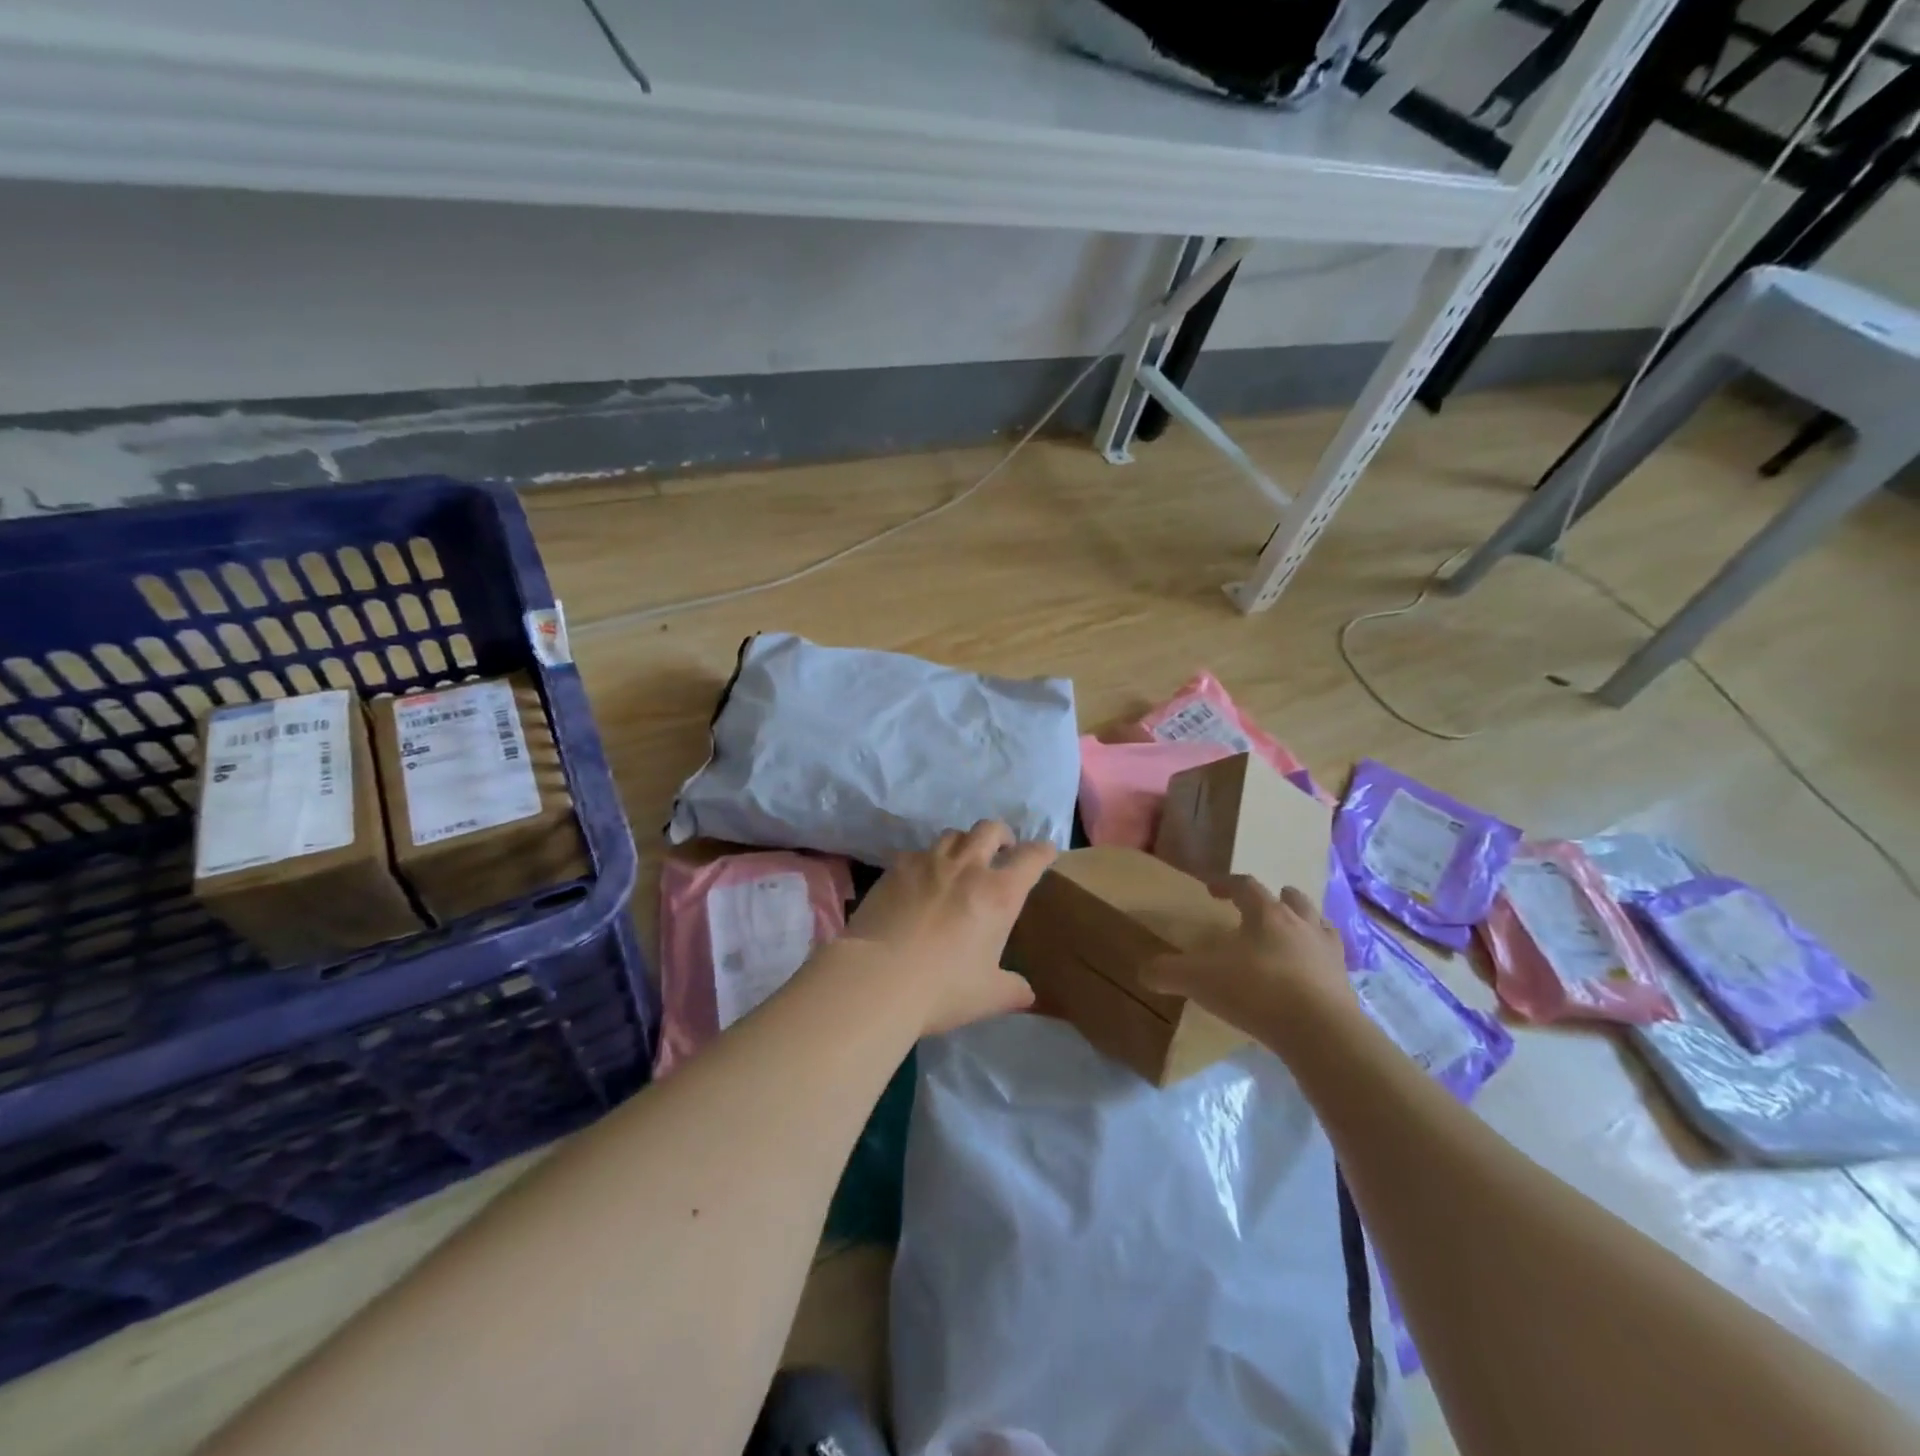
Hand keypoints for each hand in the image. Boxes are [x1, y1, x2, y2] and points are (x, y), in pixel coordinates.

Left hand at [842, 821, 1057, 1036]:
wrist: (878, 978)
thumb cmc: (942, 988)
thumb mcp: (987, 996)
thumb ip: (1012, 989)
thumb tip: (1027, 993)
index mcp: (999, 894)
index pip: (1031, 857)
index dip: (1043, 852)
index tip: (1046, 852)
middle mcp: (968, 867)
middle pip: (990, 829)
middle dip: (1001, 835)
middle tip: (1001, 850)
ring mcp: (929, 862)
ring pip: (953, 834)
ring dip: (964, 843)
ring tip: (960, 861)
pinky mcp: (896, 867)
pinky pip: (917, 853)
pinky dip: (926, 861)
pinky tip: (919, 881)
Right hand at [1143, 877, 1353, 1031]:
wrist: (1321, 1032)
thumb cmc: (1257, 991)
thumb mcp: (1199, 980)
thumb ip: (1168, 972)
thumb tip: (1144, 971)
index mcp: (1266, 914)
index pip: (1245, 885)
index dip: (1226, 883)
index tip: (1210, 889)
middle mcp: (1301, 925)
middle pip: (1292, 900)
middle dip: (1276, 899)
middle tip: (1261, 907)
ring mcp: (1328, 954)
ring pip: (1319, 925)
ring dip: (1304, 924)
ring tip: (1291, 936)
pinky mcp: (1345, 984)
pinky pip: (1332, 962)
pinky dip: (1320, 961)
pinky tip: (1309, 975)